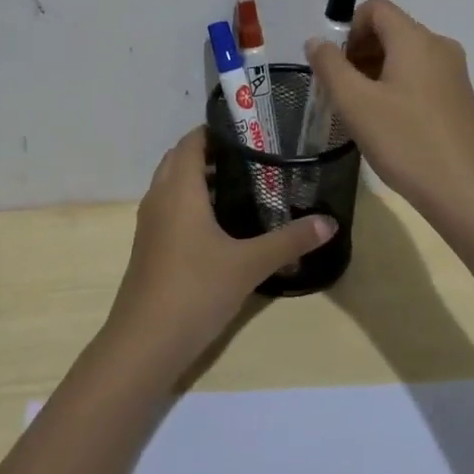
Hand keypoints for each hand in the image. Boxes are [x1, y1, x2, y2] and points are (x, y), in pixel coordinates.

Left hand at [105, 128, 337, 372]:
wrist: (144, 342)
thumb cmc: (195, 290)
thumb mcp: (248, 264)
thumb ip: (289, 241)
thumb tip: (329, 222)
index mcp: (179, 189)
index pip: (192, 141)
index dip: (217, 130)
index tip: (251, 131)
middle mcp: (160, 197)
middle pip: (181, 159)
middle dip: (212, 153)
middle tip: (254, 157)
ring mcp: (151, 222)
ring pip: (174, 184)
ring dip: (202, 179)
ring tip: (245, 185)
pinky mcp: (150, 245)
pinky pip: (171, 207)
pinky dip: (193, 202)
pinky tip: (223, 224)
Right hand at [305, 0, 473, 224]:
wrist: (467, 193)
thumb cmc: (407, 142)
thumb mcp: (355, 103)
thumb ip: (330, 66)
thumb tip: (317, 41)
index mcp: (415, 39)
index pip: (376, 8)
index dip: (348, 28)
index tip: (335, 65)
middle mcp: (438, 46)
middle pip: (390, 30)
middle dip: (358, 51)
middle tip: (340, 90)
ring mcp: (453, 73)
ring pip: (404, 55)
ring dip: (374, 71)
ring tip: (360, 110)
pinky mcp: (459, 98)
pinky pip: (419, 76)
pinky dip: (395, 86)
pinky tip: (386, 123)